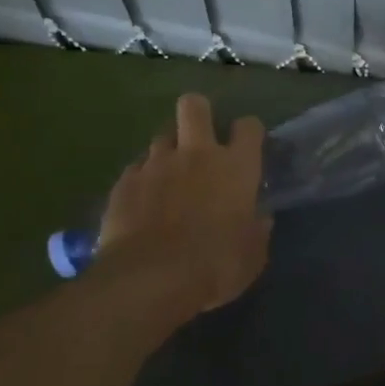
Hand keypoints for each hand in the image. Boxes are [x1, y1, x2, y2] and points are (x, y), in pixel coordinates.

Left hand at [96, 94, 270, 314]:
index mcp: (236, 167)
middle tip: (201, 138)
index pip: (248, 126)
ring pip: (162, 137)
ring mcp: (155, 165)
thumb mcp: (253, 254)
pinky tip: (143, 202)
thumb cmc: (216, 265)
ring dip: (169, 151)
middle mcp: (196, 154)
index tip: (247, 146)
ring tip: (170, 176)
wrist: (150, 280)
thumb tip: (260, 217)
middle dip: (198, 113)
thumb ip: (257, 229)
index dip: (248, 132)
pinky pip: (136, 169)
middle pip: (194, 106)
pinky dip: (143, 179)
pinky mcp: (124, 182)